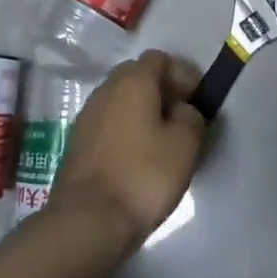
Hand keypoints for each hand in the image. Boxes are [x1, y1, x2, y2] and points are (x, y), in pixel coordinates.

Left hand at [47, 50, 206, 255]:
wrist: (88, 219)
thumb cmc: (143, 175)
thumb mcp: (185, 145)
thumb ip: (191, 117)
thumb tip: (182, 110)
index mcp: (133, 80)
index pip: (160, 59)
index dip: (183, 74)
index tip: (198, 100)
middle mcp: (107, 88)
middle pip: (138, 76)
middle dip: (162, 90)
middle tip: (182, 118)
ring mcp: (88, 114)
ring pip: (122, 100)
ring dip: (143, 111)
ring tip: (162, 140)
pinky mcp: (78, 140)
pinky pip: (109, 122)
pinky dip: (126, 129)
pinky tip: (138, 156)